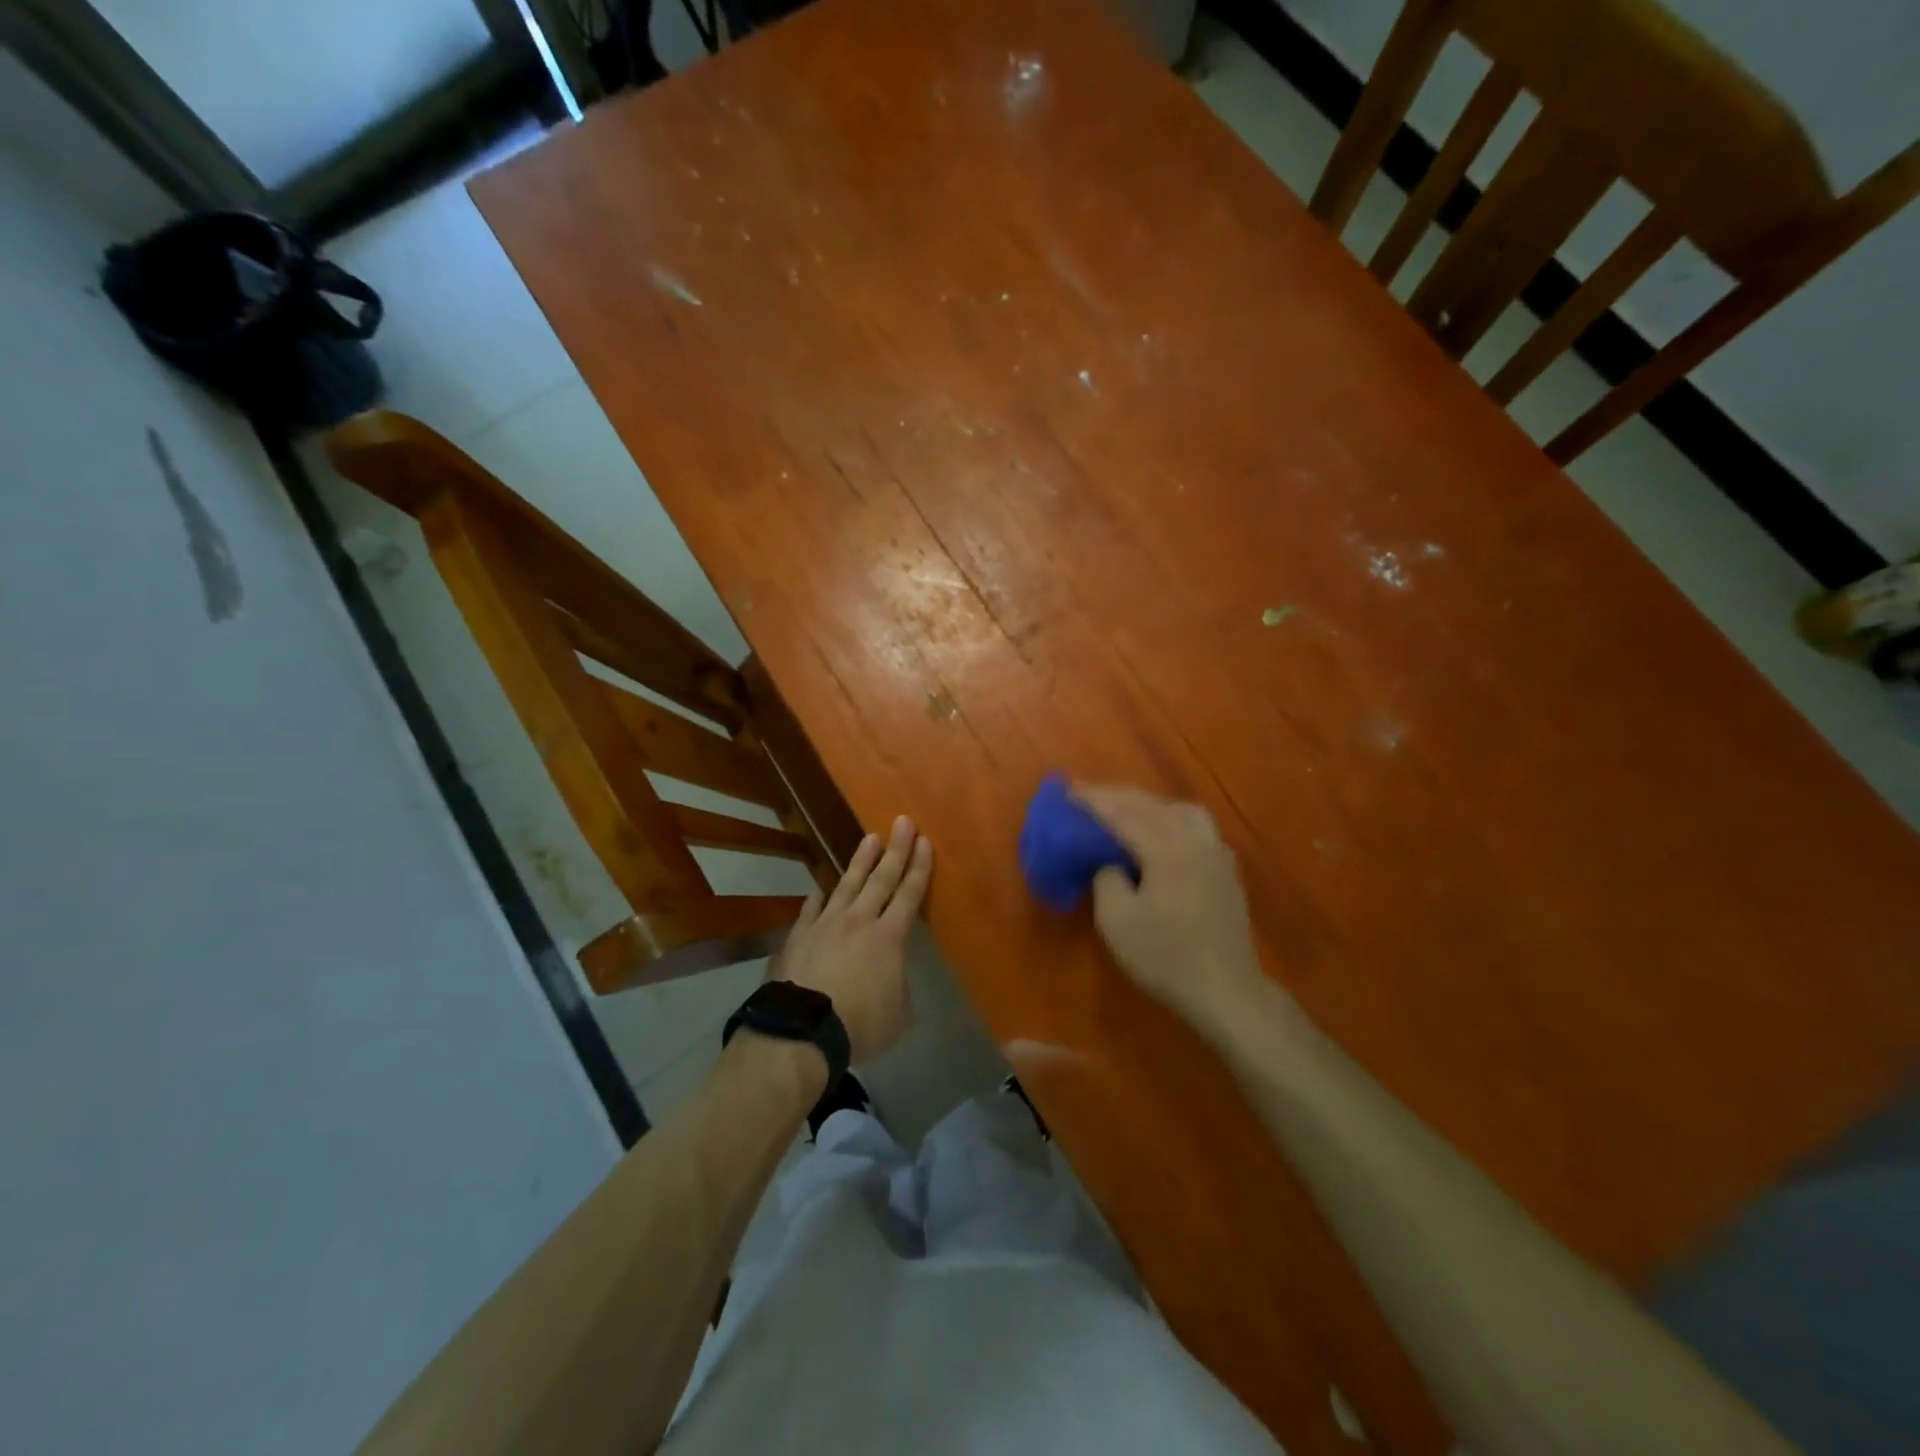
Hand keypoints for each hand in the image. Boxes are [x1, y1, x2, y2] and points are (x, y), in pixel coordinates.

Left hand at [768, 816, 932, 1062]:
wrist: (802, 1029)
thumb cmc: (859, 1024)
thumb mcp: (898, 1014)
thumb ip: (900, 986)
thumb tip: (892, 974)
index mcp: (889, 937)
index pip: (909, 894)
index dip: (919, 867)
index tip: (925, 841)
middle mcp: (859, 921)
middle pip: (881, 878)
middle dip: (896, 849)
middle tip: (903, 821)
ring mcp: (826, 924)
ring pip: (847, 884)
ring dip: (860, 861)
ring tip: (869, 839)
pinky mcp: (799, 936)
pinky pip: (811, 909)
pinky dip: (819, 897)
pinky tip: (821, 888)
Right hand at [1072, 784, 1268, 1035]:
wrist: (1227, 992)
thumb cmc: (1166, 958)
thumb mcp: (1117, 922)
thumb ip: (1106, 879)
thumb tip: (1110, 862)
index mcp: (1168, 848)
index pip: (1123, 813)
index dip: (1093, 800)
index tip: (1068, 790)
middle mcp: (1195, 840)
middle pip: (1151, 805)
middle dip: (1117, 798)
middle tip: (1087, 797)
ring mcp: (1216, 852)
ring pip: (1178, 810)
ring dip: (1146, 805)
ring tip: (1123, 813)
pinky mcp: (1225, 869)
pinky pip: (1194, 827)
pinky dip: (1168, 819)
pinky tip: (1158, 835)